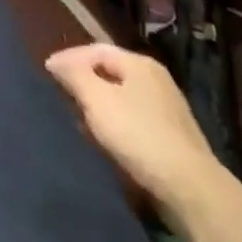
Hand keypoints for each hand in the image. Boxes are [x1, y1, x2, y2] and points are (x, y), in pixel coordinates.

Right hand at [46, 44, 225, 220]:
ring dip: (99, 105)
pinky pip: (135, 120)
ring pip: (122, 97)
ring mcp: (168, 110)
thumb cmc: (139, 135)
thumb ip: (73, 75)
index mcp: (139, 63)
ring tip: (80, 119)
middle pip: (110, 72)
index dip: (68, 58)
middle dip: (84, 82)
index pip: (95, 50)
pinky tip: (107, 140)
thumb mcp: (97, 100)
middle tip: (62, 95)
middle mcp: (156, 80)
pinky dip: (116, 123)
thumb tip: (56, 61)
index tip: (47, 73)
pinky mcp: (174, 138)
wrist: (193, 190)